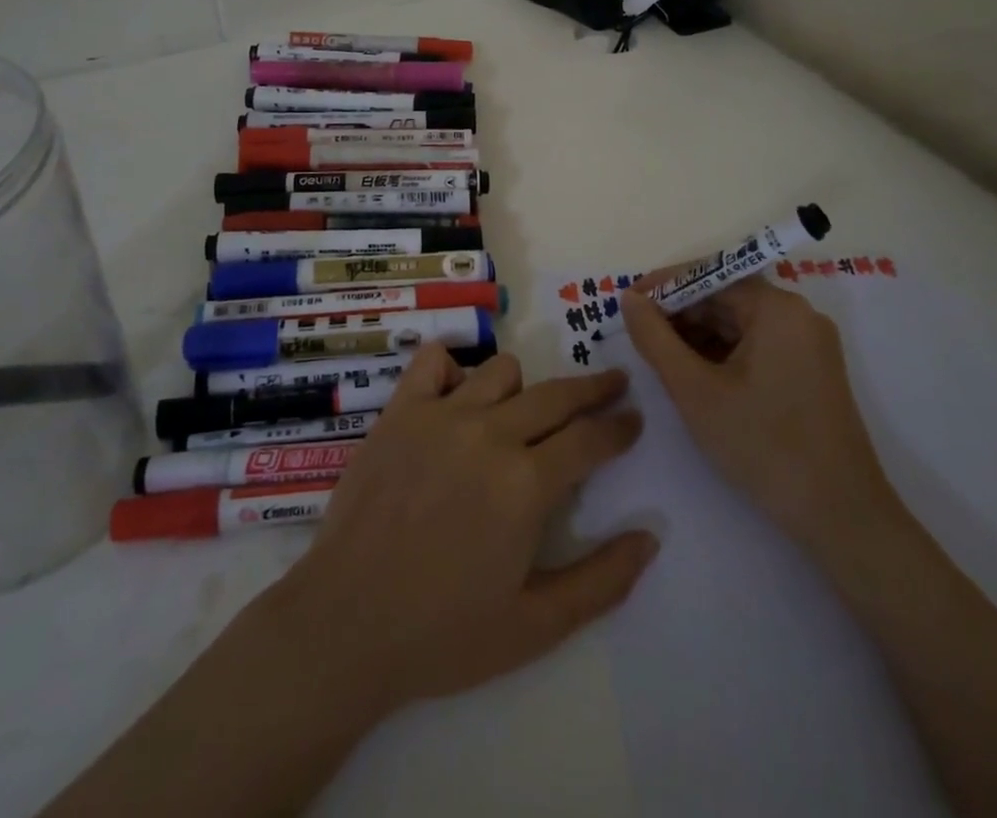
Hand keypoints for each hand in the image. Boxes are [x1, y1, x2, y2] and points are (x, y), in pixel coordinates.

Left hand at [259, 346, 657, 721]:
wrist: (345, 625)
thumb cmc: (443, 635)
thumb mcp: (535, 626)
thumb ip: (601, 581)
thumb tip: (650, 537)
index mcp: (526, 484)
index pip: (590, 438)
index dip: (620, 427)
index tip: (634, 418)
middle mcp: (489, 434)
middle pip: (557, 394)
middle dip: (594, 389)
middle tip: (613, 386)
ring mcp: (441, 415)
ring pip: (502, 371)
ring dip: (523, 389)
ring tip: (523, 414)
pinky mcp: (400, 411)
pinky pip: (435, 361)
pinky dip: (453, 370)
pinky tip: (457, 397)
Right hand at [620, 276, 891, 550]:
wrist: (842, 517)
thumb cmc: (763, 445)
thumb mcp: (694, 390)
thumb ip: (655, 338)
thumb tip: (629, 298)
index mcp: (777, 308)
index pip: (709, 276)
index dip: (663, 288)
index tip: (626, 305)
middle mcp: (799, 315)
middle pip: (726, 297)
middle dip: (680, 314)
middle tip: (639, 337)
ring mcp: (810, 344)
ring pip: (741, 323)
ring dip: (699, 335)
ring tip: (662, 360)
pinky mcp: (813, 371)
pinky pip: (759, 345)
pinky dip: (724, 354)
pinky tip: (698, 377)